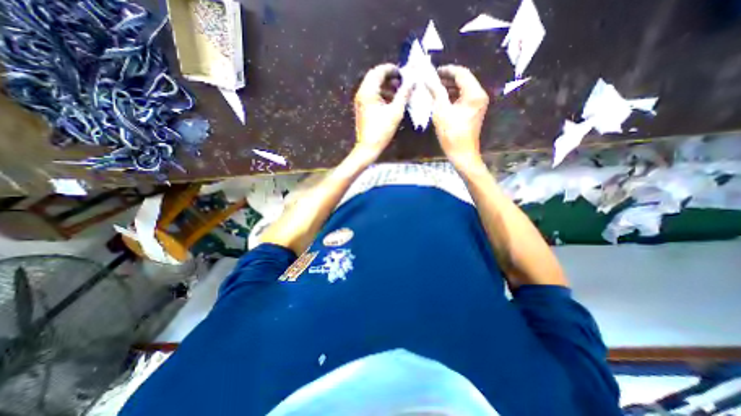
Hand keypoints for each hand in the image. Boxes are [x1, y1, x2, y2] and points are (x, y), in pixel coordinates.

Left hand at [355, 64, 414, 159]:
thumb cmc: (382, 130)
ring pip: (373, 86)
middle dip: (388, 77)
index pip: (378, 71)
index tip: (403, 72)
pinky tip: (391, 101)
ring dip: (385, 86)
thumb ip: (404, 94)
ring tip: (399, 91)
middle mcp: (361, 93)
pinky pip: (371, 95)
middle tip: (401, 81)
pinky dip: (381, 94)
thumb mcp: (395, 112)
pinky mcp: (362, 108)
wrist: (368, 147)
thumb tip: (412, 81)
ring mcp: (360, 101)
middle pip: (374, 77)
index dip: (391, 69)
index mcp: (368, 91)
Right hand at [425, 65, 490, 168]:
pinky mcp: (473, 111)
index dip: (447, 70)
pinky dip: (452, 97)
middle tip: (431, 80)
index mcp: (474, 93)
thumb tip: (428, 80)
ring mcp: (477, 104)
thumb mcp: (441, 112)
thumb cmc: (452, 134)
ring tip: (433, 89)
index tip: (433, 71)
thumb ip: (436, 93)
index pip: (461, 73)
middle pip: (463, 80)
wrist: (462, 154)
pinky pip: (462, 98)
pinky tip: (440, 99)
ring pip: (462, 89)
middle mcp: (479, 95)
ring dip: (448, 88)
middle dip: (447, 79)